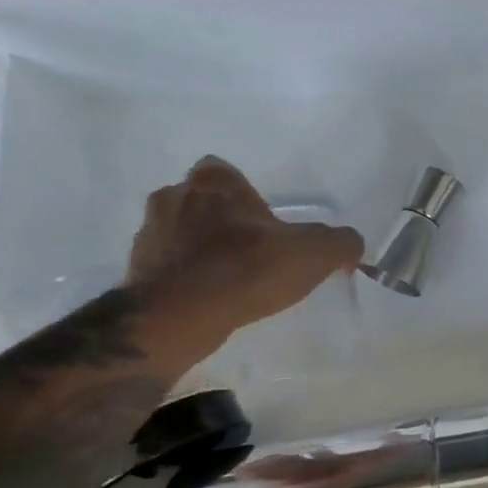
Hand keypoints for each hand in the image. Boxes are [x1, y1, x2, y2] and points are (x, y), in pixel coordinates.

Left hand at [126, 156, 363, 369]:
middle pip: (202, 201)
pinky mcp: (136, 268)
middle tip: (250, 252)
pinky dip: (184, 277)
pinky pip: (167, 265)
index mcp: (213, 181)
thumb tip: (350, 244)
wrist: (181, 314)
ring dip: (200, 249)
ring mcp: (149, 232)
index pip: (226, 172)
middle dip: (222, 221)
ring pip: (181, 233)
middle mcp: (174, 196)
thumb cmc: (247, 269)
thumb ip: (341, 242)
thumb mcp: (315, 253)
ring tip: (228, 280)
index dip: (244, 195)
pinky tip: (208, 299)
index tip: (262, 223)